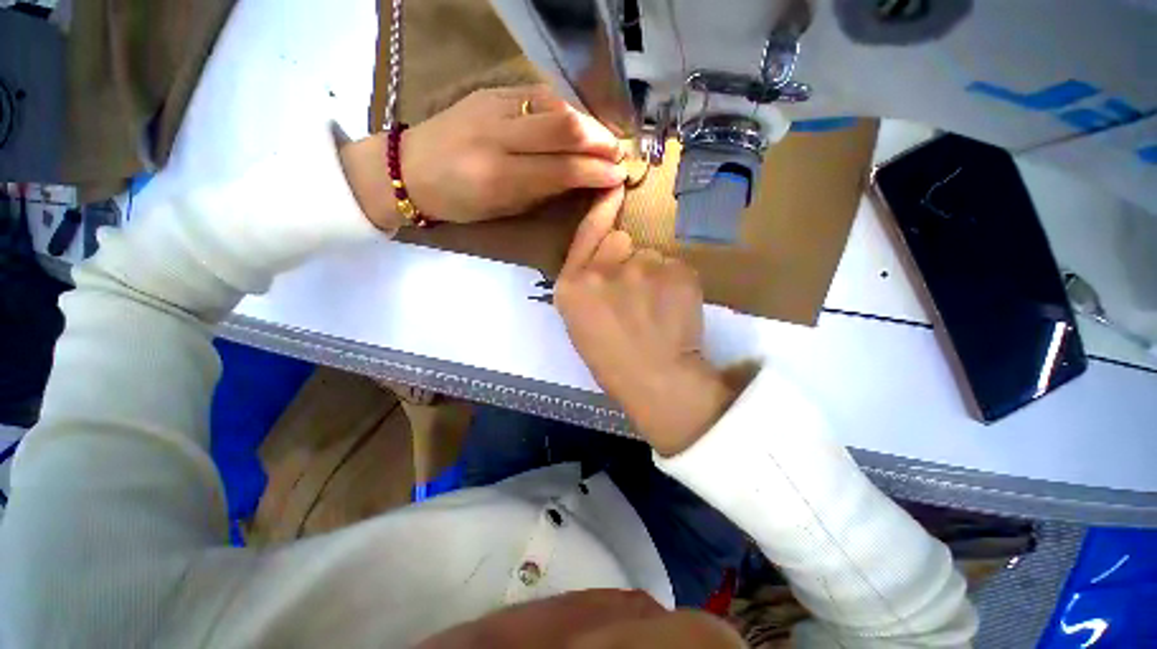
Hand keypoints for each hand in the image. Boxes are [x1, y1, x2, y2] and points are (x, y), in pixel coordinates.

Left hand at [340, 86, 625, 230]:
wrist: (410, 168)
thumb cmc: (460, 202)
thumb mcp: (504, 208)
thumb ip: (545, 191)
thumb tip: (583, 179)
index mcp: (499, 177)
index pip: (562, 169)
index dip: (596, 172)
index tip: (619, 176)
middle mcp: (498, 136)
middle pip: (563, 128)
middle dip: (600, 141)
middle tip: (617, 154)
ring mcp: (493, 106)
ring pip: (555, 105)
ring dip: (587, 122)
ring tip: (602, 139)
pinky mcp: (491, 91)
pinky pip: (539, 94)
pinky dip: (566, 109)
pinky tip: (577, 122)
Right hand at [555, 188, 735, 455]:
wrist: (655, 380)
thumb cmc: (611, 361)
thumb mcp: (579, 323)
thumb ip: (585, 286)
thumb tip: (604, 263)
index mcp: (571, 285)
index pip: (586, 233)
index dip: (600, 210)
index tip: (614, 187)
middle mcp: (601, 269)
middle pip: (622, 240)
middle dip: (628, 258)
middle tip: (637, 294)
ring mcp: (640, 267)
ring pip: (651, 256)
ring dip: (654, 274)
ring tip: (657, 309)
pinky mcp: (677, 271)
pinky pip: (675, 266)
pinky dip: (675, 284)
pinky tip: (674, 310)